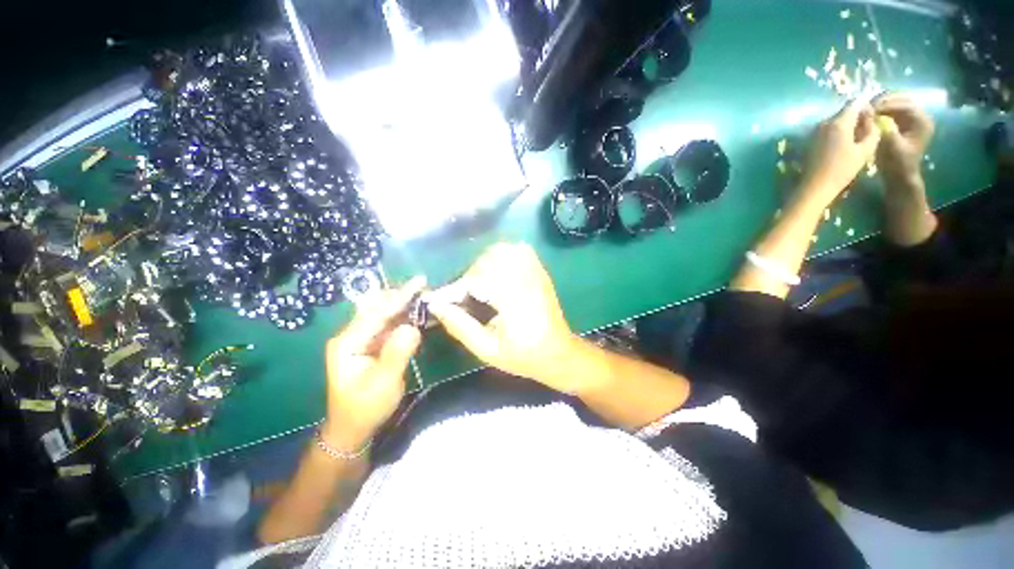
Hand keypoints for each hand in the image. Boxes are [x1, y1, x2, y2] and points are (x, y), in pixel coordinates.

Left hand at [323, 276, 425, 450]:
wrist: (353, 429)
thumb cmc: (365, 408)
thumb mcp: (383, 383)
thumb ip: (397, 353)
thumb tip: (413, 327)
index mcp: (348, 342)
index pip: (377, 312)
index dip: (400, 296)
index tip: (420, 281)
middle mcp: (352, 335)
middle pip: (379, 307)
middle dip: (402, 296)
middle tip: (426, 288)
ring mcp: (362, 339)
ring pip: (385, 314)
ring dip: (405, 305)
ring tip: (425, 297)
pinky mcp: (372, 345)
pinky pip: (389, 326)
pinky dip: (404, 318)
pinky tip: (418, 314)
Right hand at [425, 243, 580, 392]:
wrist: (558, 352)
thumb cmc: (523, 355)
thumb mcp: (487, 349)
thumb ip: (460, 327)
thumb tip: (436, 306)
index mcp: (512, 299)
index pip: (476, 279)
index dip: (455, 289)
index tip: (441, 301)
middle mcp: (524, 279)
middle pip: (487, 260)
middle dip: (470, 276)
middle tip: (465, 296)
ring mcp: (535, 272)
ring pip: (503, 250)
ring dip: (485, 262)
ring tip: (481, 284)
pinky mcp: (540, 271)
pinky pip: (520, 250)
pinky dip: (504, 255)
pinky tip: (499, 272)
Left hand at [800, 99, 880, 204]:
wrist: (815, 186)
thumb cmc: (842, 169)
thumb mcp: (865, 150)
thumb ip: (872, 131)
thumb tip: (871, 120)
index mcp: (838, 123)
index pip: (855, 103)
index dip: (866, 106)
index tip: (873, 117)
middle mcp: (824, 123)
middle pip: (844, 112)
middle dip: (857, 117)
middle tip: (867, 130)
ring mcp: (814, 131)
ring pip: (836, 121)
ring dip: (847, 126)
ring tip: (856, 139)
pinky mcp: (810, 140)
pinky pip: (827, 130)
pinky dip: (837, 133)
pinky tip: (842, 146)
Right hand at [873, 92, 934, 185]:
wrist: (900, 177)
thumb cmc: (897, 164)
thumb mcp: (890, 146)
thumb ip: (883, 127)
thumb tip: (871, 112)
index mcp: (921, 121)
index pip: (904, 104)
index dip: (886, 104)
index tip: (868, 107)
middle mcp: (921, 117)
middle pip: (902, 100)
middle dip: (884, 101)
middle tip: (867, 106)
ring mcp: (914, 120)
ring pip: (898, 104)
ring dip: (883, 105)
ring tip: (868, 109)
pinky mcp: (906, 124)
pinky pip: (895, 111)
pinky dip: (884, 110)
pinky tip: (873, 115)